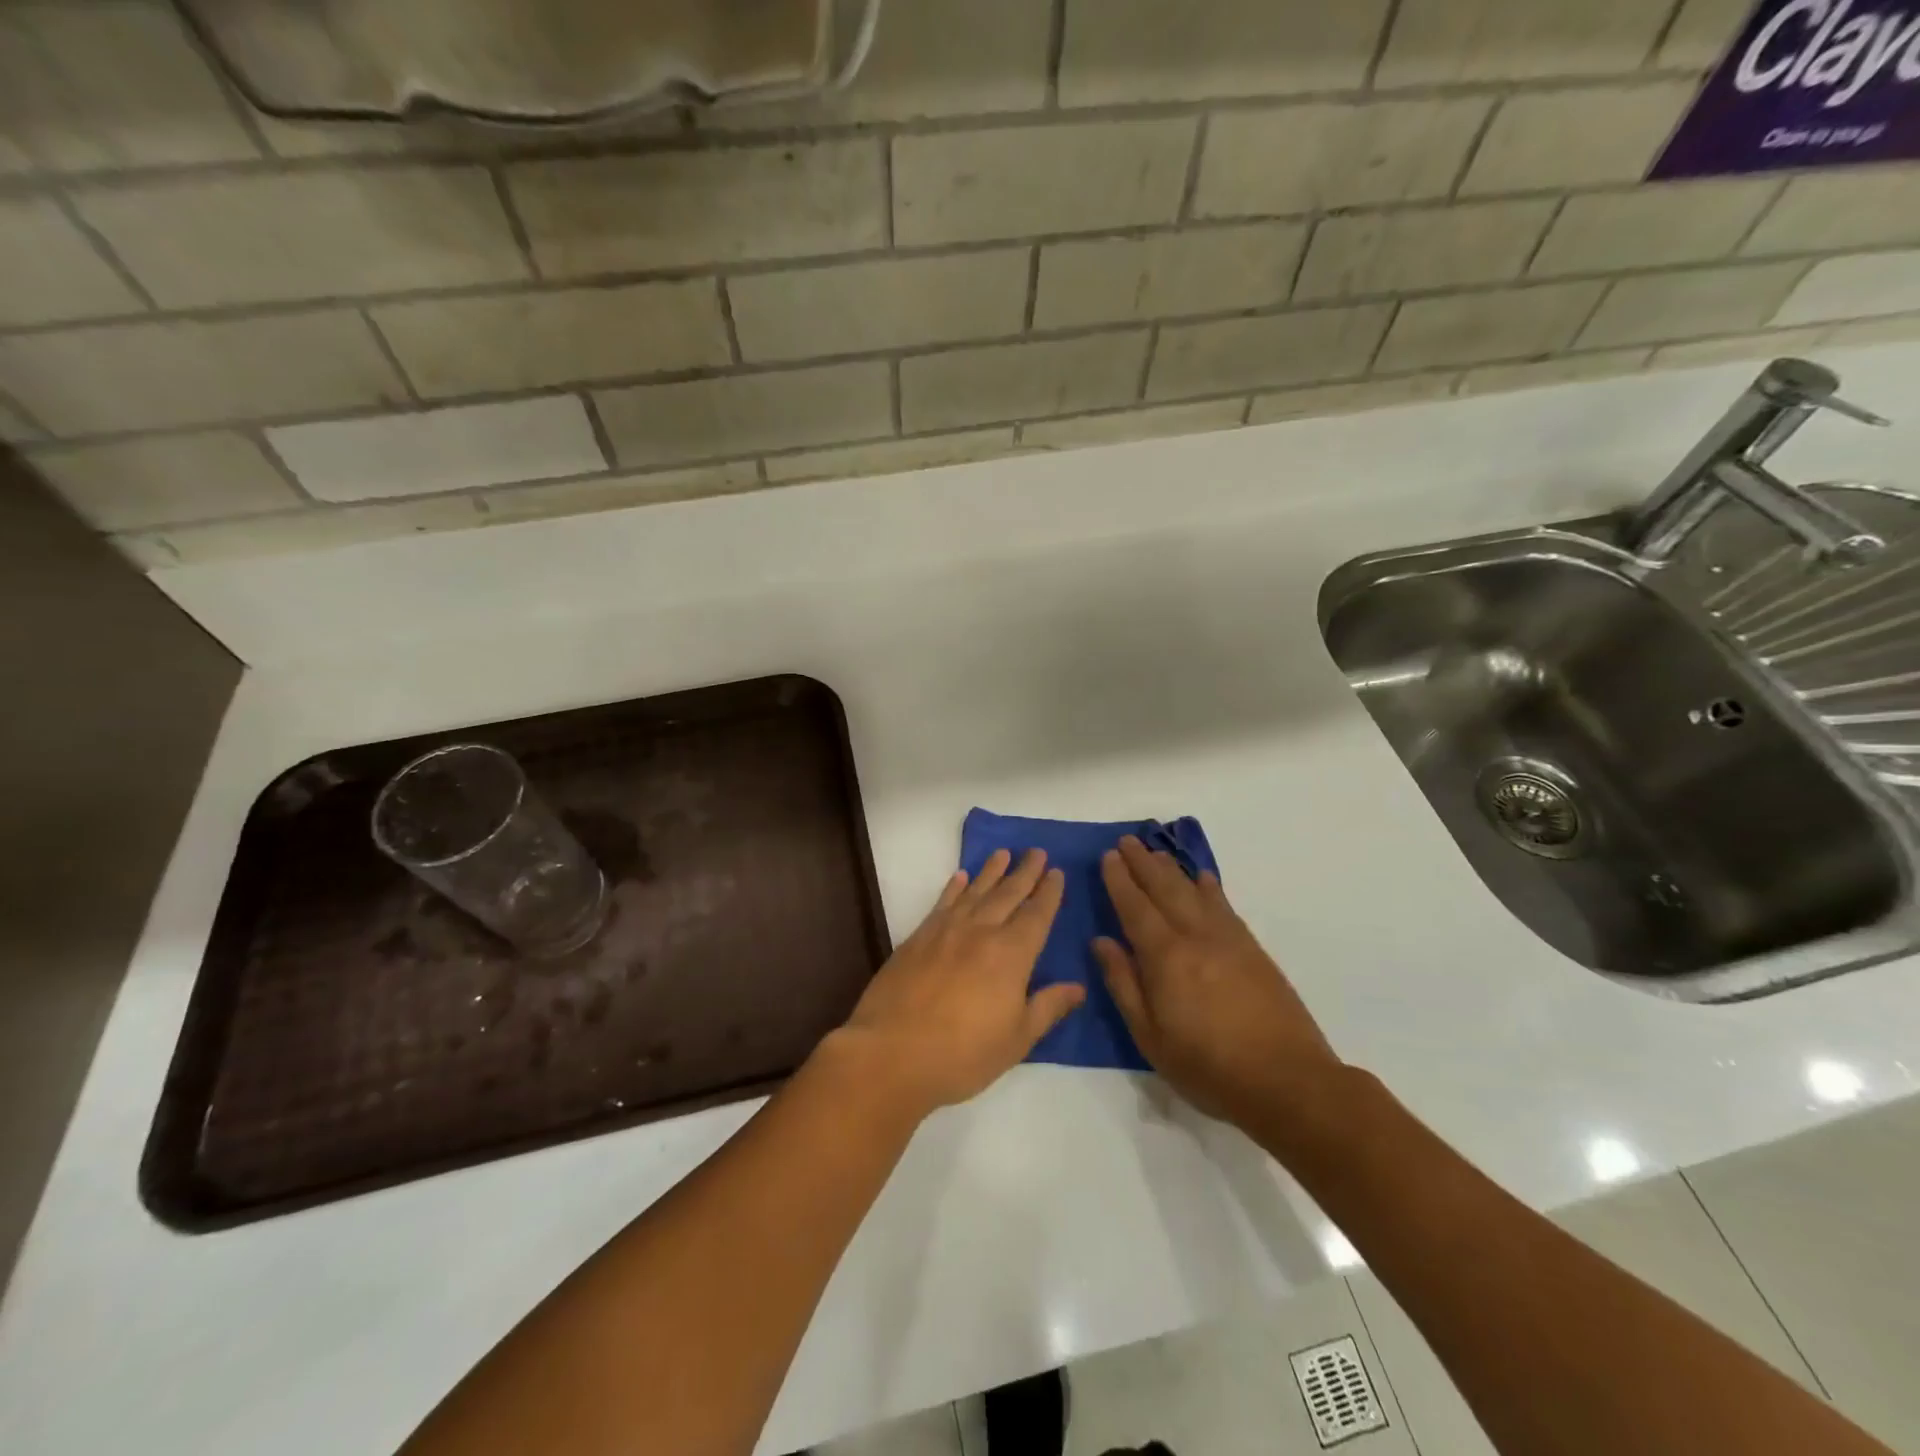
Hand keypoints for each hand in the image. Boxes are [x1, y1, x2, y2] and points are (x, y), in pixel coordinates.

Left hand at [834, 849, 1082, 1117]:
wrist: (892, 1052)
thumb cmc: (963, 1054)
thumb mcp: (1017, 1039)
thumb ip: (1048, 1007)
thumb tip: (1078, 986)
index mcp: (1012, 955)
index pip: (1037, 915)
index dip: (1049, 893)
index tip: (1057, 872)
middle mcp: (982, 932)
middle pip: (1008, 894)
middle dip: (1025, 872)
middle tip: (1036, 851)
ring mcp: (946, 931)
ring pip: (975, 891)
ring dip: (991, 871)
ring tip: (1003, 853)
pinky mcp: (918, 937)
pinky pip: (942, 903)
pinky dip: (954, 887)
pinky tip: (960, 877)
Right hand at [1094, 836, 1343, 1132]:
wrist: (1288, 1081)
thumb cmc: (1209, 1067)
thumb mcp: (1151, 1037)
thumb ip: (1124, 984)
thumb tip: (1101, 941)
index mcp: (1166, 957)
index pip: (1135, 907)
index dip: (1119, 880)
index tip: (1107, 857)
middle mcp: (1195, 936)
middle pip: (1164, 889)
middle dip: (1142, 863)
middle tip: (1125, 841)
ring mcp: (1228, 939)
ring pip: (1194, 891)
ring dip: (1171, 868)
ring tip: (1155, 851)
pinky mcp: (1252, 949)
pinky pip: (1224, 905)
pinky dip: (1209, 887)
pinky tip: (1203, 878)